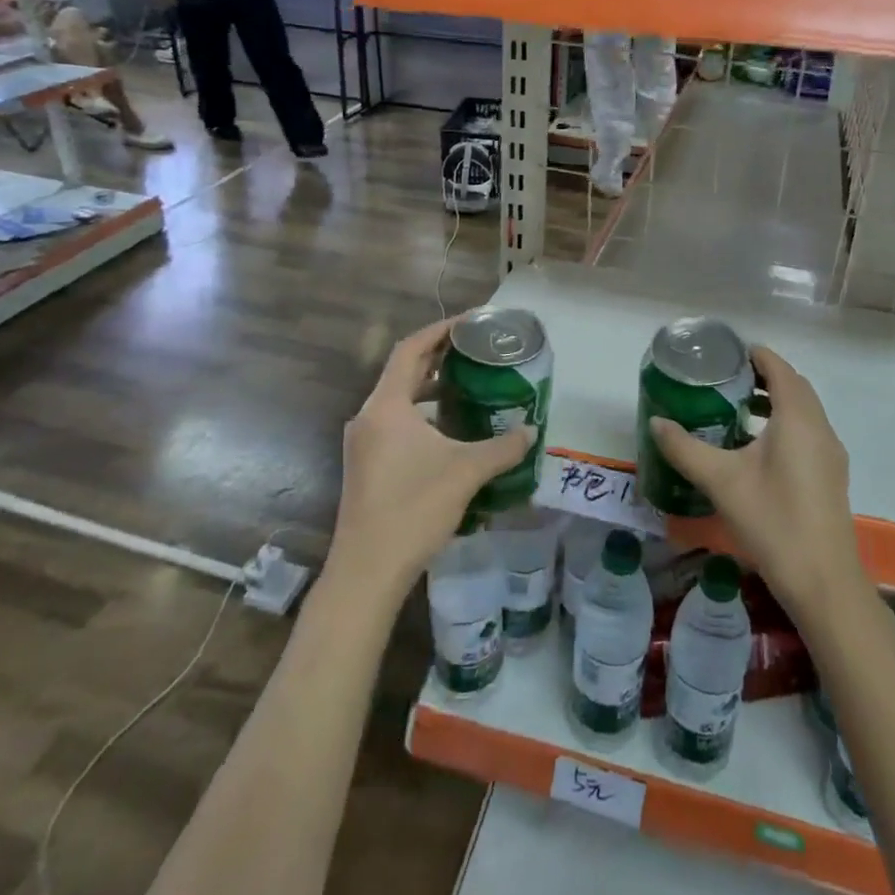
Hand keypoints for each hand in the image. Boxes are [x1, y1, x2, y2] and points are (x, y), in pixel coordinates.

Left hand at [330, 317, 533, 595]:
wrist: (367, 571)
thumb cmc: (414, 509)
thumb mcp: (466, 472)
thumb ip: (503, 448)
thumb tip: (532, 431)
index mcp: (386, 406)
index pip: (410, 349)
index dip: (440, 330)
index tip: (470, 322)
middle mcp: (368, 416)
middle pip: (402, 371)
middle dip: (438, 357)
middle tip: (475, 351)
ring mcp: (363, 442)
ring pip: (398, 399)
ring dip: (429, 388)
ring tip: (467, 385)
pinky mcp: (365, 465)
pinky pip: (394, 422)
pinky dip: (420, 414)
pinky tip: (448, 431)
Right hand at [650, 346, 863, 617]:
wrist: (823, 582)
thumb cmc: (772, 520)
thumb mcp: (720, 481)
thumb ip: (685, 448)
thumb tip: (656, 422)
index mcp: (798, 418)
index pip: (779, 368)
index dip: (755, 355)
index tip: (725, 354)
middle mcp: (820, 428)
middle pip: (794, 386)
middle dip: (762, 376)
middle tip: (723, 379)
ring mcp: (830, 454)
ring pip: (803, 411)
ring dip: (774, 401)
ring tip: (735, 408)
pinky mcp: (830, 476)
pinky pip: (807, 432)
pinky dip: (783, 423)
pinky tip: (755, 448)